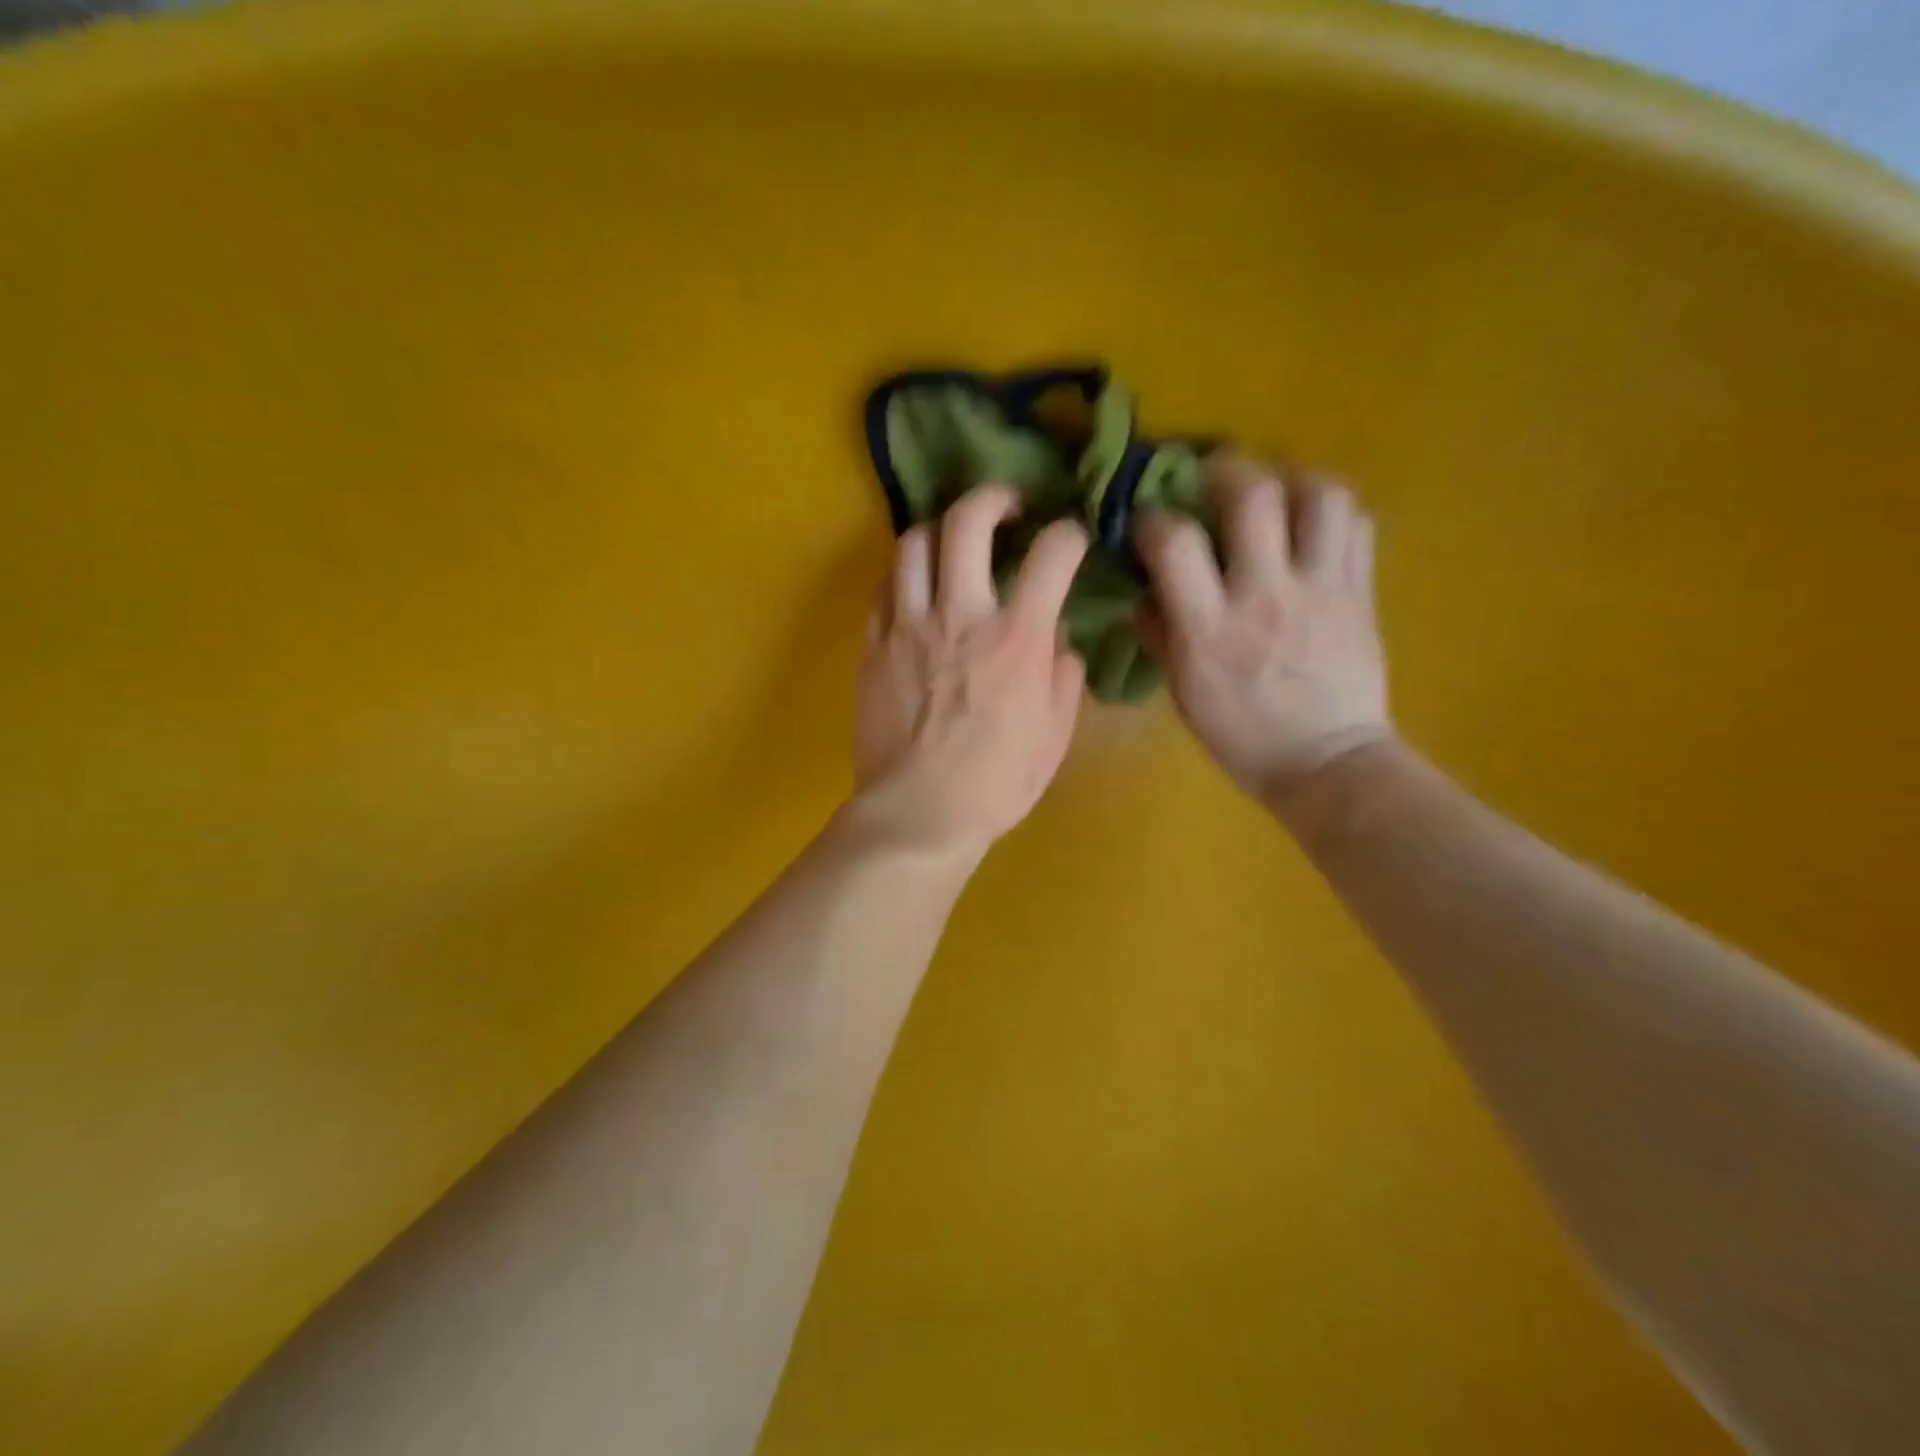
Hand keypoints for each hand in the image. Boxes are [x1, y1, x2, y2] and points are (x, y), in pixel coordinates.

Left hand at [849, 483, 1088, 861]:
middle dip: (992, 497)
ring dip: (939, 532)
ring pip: (913, 543)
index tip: (1071, 540)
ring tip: (952, 545)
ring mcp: (908, 626)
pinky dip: (904, 577)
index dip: (1068, 534)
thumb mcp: (1054, 735)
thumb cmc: (996, 783)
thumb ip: (1064, 676)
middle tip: (1005, 507)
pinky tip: (917, 591)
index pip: (1051, 554)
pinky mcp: (873, 645)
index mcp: (1016, 637)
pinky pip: (883, 588)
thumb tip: (1058, 641)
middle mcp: (960, 615)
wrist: (919, 813)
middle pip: (967, 521)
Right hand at [1135, 452, 1391, 806]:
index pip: (1174, 543)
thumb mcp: (1183, 692)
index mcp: (1210, 629)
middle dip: (1225, 470)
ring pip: (1319, 494)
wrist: (1326, 763)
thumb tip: (1138, 592)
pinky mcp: (1361, 591)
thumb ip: (1159, 635)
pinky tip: (1309, 524)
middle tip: (1212, 478)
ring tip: (1272, 491)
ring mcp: (1321, 589)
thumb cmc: (1242, 735)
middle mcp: (1266, 596)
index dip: (1152, 517)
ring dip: (1290, 478)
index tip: (1147, 520)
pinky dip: (1330, 509)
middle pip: (1253, 494)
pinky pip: (1356, 523)